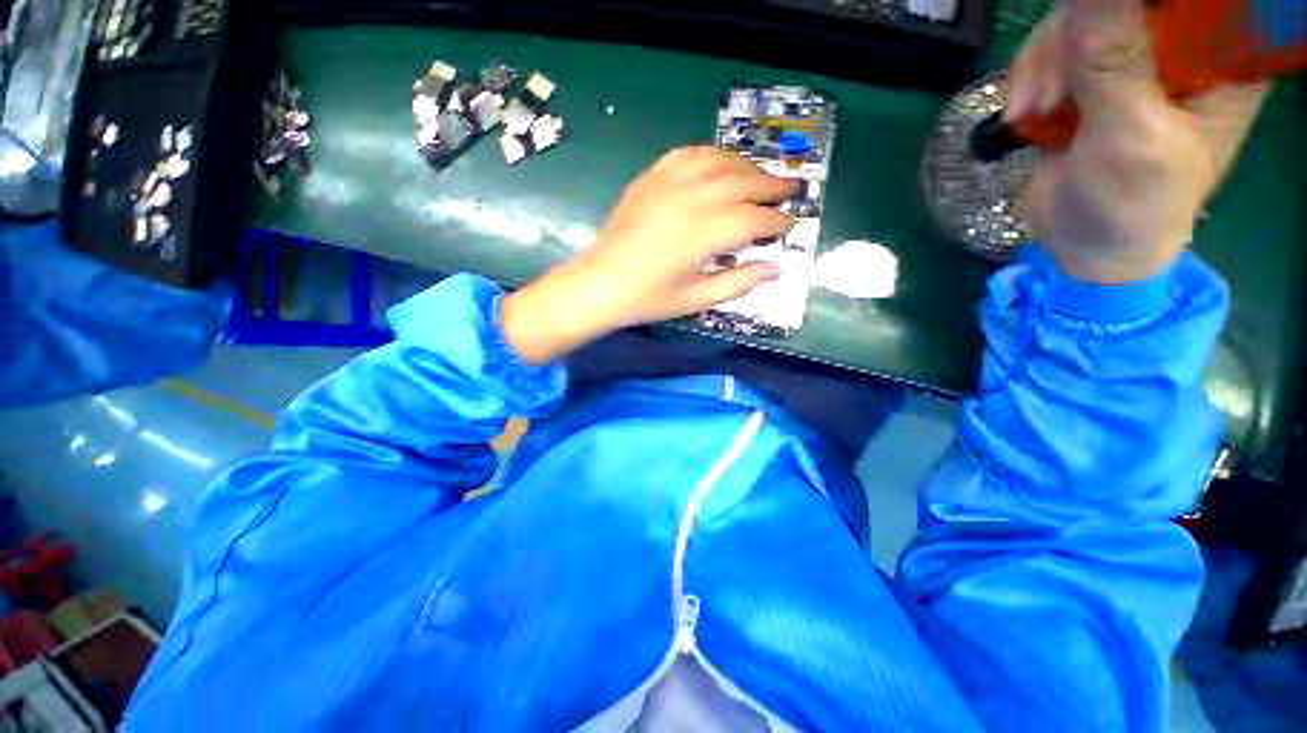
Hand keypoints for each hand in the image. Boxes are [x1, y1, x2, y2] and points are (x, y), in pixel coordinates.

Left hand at [501, 147, 795, 362]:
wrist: (601, 282)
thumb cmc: (649, 298)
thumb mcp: (697, 299)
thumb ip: (739, 282)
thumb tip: (775, 268)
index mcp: (706, 234)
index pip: (755, 219)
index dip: (777, 222)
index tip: (789, 224)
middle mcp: (693, 199)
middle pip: (744, 182)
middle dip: (772, 185)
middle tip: (790, 188)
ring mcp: (670, 182)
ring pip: (720, 162)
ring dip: (747, 166)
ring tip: (761, 175)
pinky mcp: (652, 177)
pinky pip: (689, 154)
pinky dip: (712, 155)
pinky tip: (720, 164)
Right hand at [1007, 0, 1267, 283]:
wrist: (1086, 246)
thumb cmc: (1133, 206)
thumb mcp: (1130, 136)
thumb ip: (1113, 62)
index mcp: (1220, 59)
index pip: (1184, 2)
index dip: (1135, 7)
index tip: (1093, 25)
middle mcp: (1180, 48)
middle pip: (1122, 3)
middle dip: (1074, 36)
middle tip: (1048, 89)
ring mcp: (1132, 60)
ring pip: (1080, 20)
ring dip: (1043, 63)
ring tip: (1028, 112)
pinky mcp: (1091, 79)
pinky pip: (1054, 51)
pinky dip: (1030, 78)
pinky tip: (1023, 112)